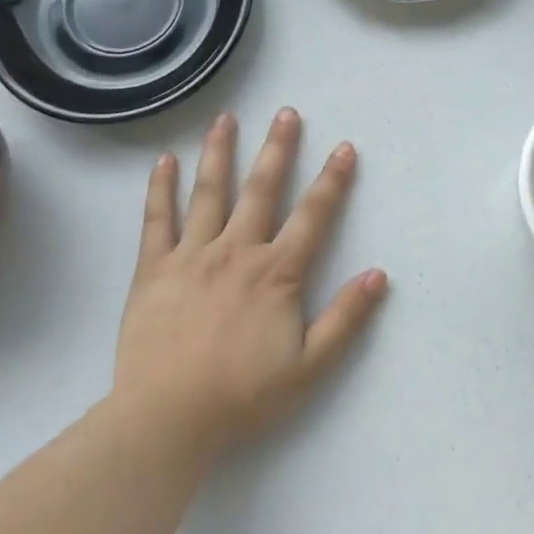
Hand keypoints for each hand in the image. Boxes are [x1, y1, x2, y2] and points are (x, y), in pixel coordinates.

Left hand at [111, 109, 388, 467]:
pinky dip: (160, 188)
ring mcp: (191, 256)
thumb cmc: (241, 396)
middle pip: (261, 189)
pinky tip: (164, 160)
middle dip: (277, 148)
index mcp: (276, 273)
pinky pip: (157, 221)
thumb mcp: (309, 368)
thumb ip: (346, 318)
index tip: (345, 147)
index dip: (332, 180)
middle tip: (286, 112)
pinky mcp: (154, 269)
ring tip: (225, 118)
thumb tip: (379, 273)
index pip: (313, 216)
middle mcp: (236, 251)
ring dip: (219, 152)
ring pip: (209, 193)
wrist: (165, 421)